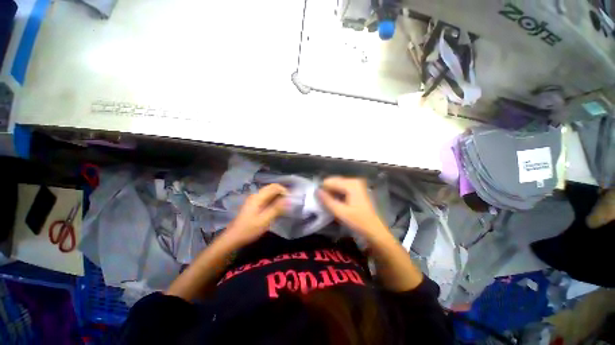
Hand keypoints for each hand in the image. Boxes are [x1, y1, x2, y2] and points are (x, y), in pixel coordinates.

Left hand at [224, 184, 288, 246]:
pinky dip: (273, 201)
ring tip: (284, 206)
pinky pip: (266, 198)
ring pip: (269, 193)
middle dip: (282, 193)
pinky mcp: (254, 204)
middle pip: (272, 188)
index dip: (284, 190)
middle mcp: (256, 195)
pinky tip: (276, 209)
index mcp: (258, 197)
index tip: (290, 200)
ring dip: (278, 197)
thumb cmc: (249, 229)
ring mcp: (254, 199)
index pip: (274, 186)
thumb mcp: (265, 220)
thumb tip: (288, 199)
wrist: (233, 237)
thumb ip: (277, 208)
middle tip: (289, 203)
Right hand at [318, 177, 387, 238]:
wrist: (374, 229)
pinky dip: (337, 194)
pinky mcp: (357, 189)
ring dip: (332, 193)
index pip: (330, 181)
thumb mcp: (340, 212)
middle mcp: (354, 181)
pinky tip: (336, 202)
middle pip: (334, 181)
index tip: (318, 200)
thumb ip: (327, 201)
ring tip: (329, 204)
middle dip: (327, 191)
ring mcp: (357, 184)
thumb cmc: (358, 221)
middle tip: (323, 203)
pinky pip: (342, 188)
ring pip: (337, 185)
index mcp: (351, 184)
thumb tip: (316, 191)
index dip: (322, 190)